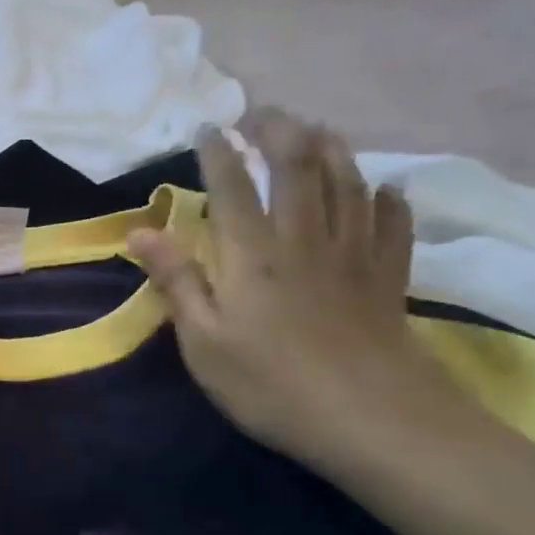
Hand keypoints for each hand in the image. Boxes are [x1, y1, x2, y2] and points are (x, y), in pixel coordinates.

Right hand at [127, 109, 474, 470]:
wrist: (372, 420)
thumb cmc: (270, 384)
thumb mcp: (203, 340)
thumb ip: (176, 280)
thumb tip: (140, 230)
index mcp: (253, 254)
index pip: (233, 187)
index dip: (219, 153)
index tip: (207, 128)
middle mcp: (305, 240)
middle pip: (298, 168)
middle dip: (279, 133)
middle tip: (263, 113)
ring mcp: (354, 256)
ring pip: (348, 183)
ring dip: (332, 149)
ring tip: (317, 128)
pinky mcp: (388, 278)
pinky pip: (394, 224)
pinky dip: (390, 199)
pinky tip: (387, 187)